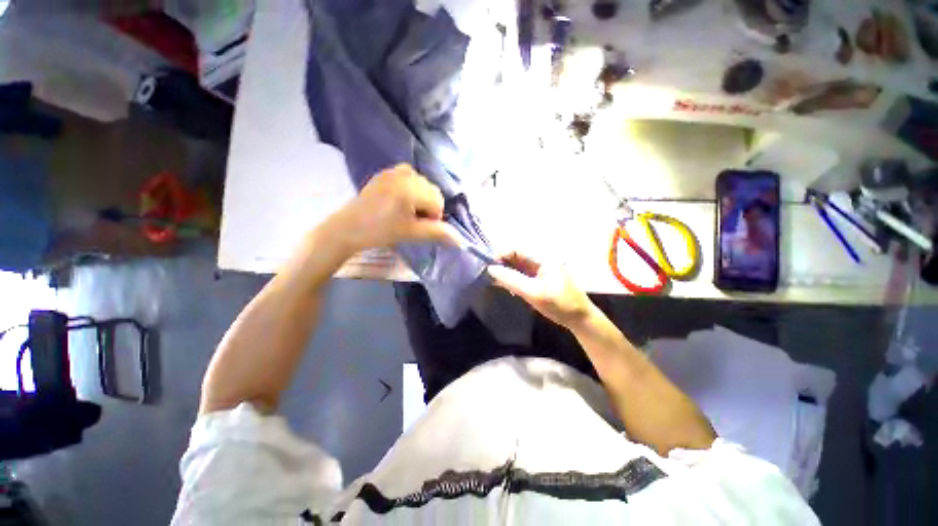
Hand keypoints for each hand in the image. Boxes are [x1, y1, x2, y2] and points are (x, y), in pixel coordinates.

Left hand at [329, 164, 458, 252]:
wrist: (349, 228)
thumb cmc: (380, 232)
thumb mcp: (411, 233)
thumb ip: (437, 233)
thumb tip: (460, 240)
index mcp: (410, 189)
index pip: (437, 201)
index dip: (433, 216)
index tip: (418, 226)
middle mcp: (404, 174)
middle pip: (432, 190)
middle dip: (428, 206)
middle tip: (411, 220)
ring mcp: (393, 171)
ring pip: (422, 183)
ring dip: (420, 197)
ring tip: (405, 210)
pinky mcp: (385, 172)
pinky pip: (409, 176)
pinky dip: (411, 187)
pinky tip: (400, 199)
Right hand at [487, 251, 596, 328]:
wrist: (580, 318)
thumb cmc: (559, 304)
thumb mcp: (533, 292)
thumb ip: (511, 279)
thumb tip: (490, 269)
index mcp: (543, 257)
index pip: (516, 249)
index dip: (500, 255)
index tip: (488, 266)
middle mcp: (542, 258)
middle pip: (516, 256)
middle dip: (502, 264)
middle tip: (489, 275)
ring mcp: (541, 268)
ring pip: (518, 265)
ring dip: (506, 271)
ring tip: (494, 280)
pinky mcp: (540, 277)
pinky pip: (523, 273)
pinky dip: (513, 278)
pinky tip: (505, 285)